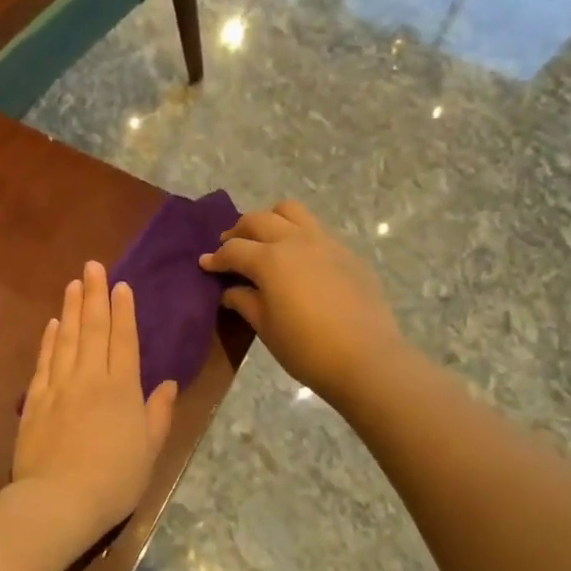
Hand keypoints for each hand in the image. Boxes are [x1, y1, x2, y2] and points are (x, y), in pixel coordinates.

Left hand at [13, 261, 178, 548]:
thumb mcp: (149, 451)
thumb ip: (158, 414)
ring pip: (66, 338)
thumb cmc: (114, 480)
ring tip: (73, 284)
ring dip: (70, 309)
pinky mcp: (36, 400)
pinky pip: (44, 361)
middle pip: (93, 329)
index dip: (123, 311)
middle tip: (93, 266)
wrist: (58, 501)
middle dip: (94, 295)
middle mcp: (90, 378)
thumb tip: (168, 384)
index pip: (124, 339)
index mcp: (122, 388)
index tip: (120, 286)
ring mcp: (59, 386)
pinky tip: (52, 324)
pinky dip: (48, 339)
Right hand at [200, 200, 400, 405]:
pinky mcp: (347, 253)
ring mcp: (325, 242)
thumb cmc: (306, 348)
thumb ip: (244, 301)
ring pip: (291, 212)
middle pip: (259, 220)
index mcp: (270, 259)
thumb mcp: (266, 327)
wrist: (366, 359)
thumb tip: (230, 290)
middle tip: (230, 247)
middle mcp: (295, 241)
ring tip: (265, 241)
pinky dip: (298, 235)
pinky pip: (316, 230)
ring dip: (271, 220)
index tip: (205, 264)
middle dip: (239, 231)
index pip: (233, 250)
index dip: (216, 258)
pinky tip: (298, 261)